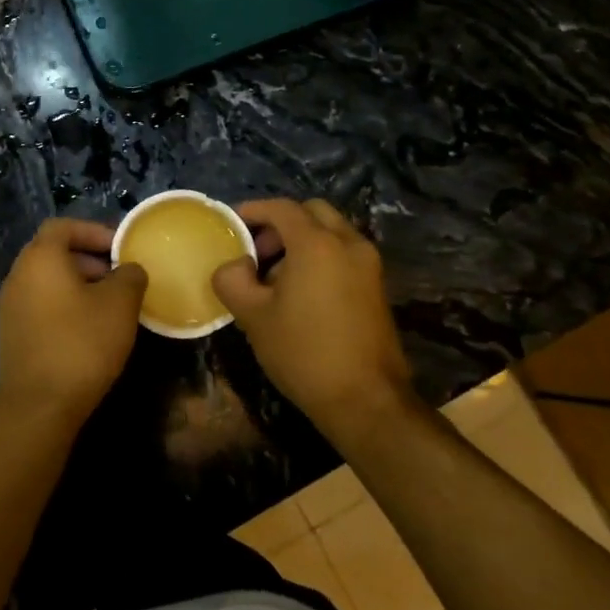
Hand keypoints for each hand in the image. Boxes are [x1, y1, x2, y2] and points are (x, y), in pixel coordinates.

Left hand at [0, 219, 147, 428]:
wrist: (38, 406)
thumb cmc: (81, 344)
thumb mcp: (120, 305)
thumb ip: (129, 276)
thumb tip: (129, 270)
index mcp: (40, 258)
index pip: (64, 226)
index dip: (94, 231)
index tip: (121, 248)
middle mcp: (19, 275)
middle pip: (54, 252)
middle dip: (90, 258)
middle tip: (120, 276)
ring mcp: (11, 306)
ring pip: (49, 280)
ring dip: (80, 284)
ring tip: (111, 305)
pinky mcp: (13, 333)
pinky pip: (42, 304)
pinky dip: (65, 305)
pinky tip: (90, 329)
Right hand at [211, 199, 412, 437]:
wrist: (365, 400)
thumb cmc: (304, 352)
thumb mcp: (252, 316)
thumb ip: (232, 279)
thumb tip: (235, 265)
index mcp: (317, 244)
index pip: (282, 208)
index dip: (253, 210)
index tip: (232, 222)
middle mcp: (348, 244)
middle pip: (312, 212)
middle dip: (281, 223)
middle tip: (257, 250)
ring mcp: (369, 265)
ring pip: (331, 232)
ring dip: (303, 240)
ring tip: (276, 276)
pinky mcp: (377, 287)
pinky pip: (344, 253)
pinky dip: (321, 256)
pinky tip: (301, 292)